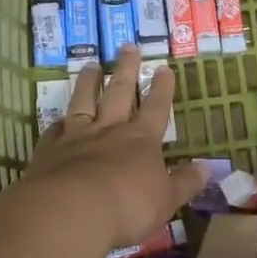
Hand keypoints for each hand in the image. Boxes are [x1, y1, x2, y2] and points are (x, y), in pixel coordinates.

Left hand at [21, 45, 209, 250]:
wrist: (71, 211)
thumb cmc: (127, 206)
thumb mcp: (166, 200)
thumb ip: (184, 183)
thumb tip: (207, 169)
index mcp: (141, 140)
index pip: (155, 107)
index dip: (161, 88)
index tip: (163, 68)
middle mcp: (110, 130)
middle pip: (119, 93)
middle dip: (126, 70)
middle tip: (128, 46)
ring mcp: (77, 137)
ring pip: (84, 101)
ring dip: (88, 82)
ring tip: (90, 64)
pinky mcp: (49, 150)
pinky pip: (55, 130)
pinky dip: (59, 122)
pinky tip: (58, 118)